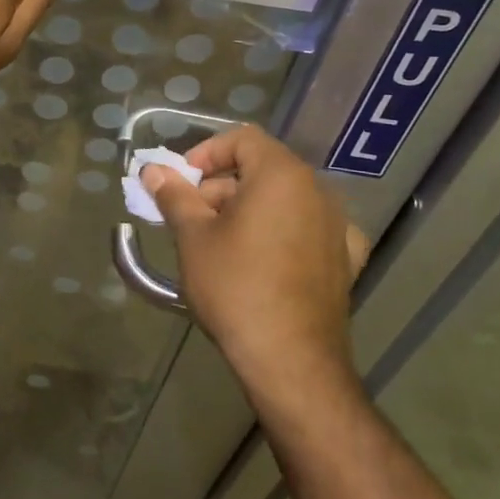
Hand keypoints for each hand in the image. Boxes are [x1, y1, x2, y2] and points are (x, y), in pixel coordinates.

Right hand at [141, 126, 371, 388]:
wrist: (290, 360)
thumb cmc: (235, 286)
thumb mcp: (193, 237)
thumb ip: (174, 195)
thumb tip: (153, 171)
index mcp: (282, 176)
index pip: (242, 138)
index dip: (206, 152)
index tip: (181, 182)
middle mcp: (318, 192)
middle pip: (262, 170)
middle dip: (220, 186)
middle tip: (190, 218)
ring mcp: (338, 228)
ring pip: (284, 200)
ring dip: (248, 210)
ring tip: (218, 244)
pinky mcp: (346, 261)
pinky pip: (307, 230)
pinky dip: (281, 233)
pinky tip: (263, 259)